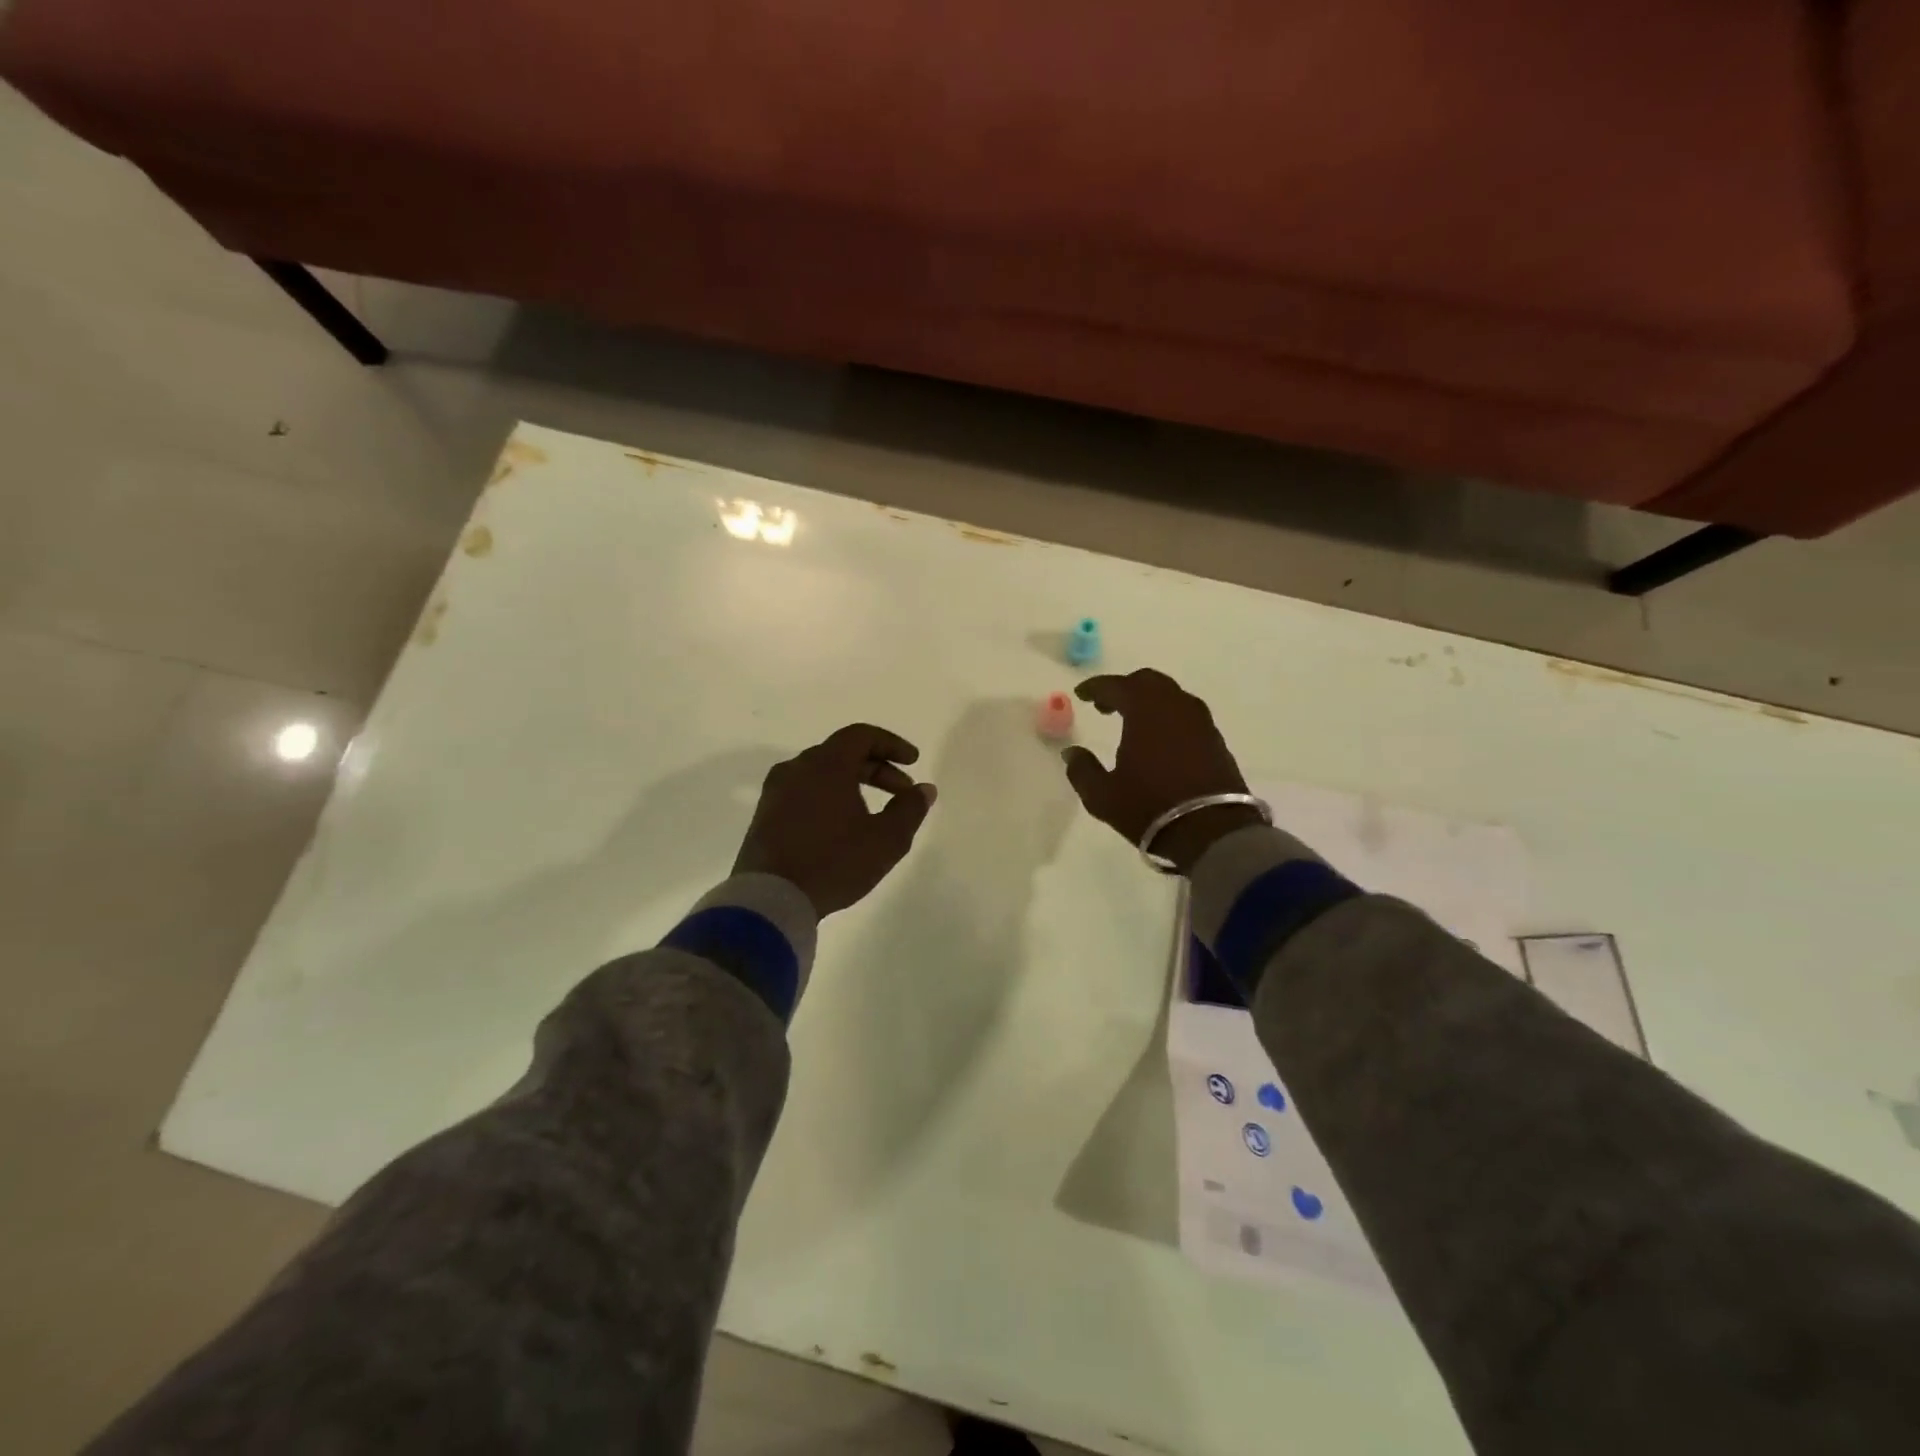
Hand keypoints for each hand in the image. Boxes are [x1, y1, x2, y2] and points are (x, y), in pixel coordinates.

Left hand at [733, 724, 937, 915]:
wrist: (770, 899)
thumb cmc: (834, 862)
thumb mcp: (886, 839)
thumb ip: (910, 809)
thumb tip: (924, 789)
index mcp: (826, 764)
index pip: (861, 735)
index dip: (891, 744)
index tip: (913, 762)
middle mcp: (797, 768)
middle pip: (842, 753)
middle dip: (877, 769)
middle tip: (902, 792)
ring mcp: (776, 792)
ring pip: (821, 774)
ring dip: (853, 784)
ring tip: (874, 812)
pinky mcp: (765, 815)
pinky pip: (804, 793)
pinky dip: (829, 798)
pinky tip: (842, 827)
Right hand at [1060, 670, 1259, 873]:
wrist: (1212, 832)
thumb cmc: (1150, 808)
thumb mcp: (1103, 795)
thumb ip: (1083, 770)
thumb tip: (1072, 753)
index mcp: (1145, 710)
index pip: (1117, 686)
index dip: (1096, 687)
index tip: (1081, 693)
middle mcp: (1176, 707)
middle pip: (1148, 682)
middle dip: (1125, 688)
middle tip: (1106, 705)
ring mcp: (1201, 722)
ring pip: (1171, 696)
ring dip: (1149, 701)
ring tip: (1132, 721)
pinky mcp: (1216, 740)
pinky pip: (1187, 715)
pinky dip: (1168, 717)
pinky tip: (1160, 739)